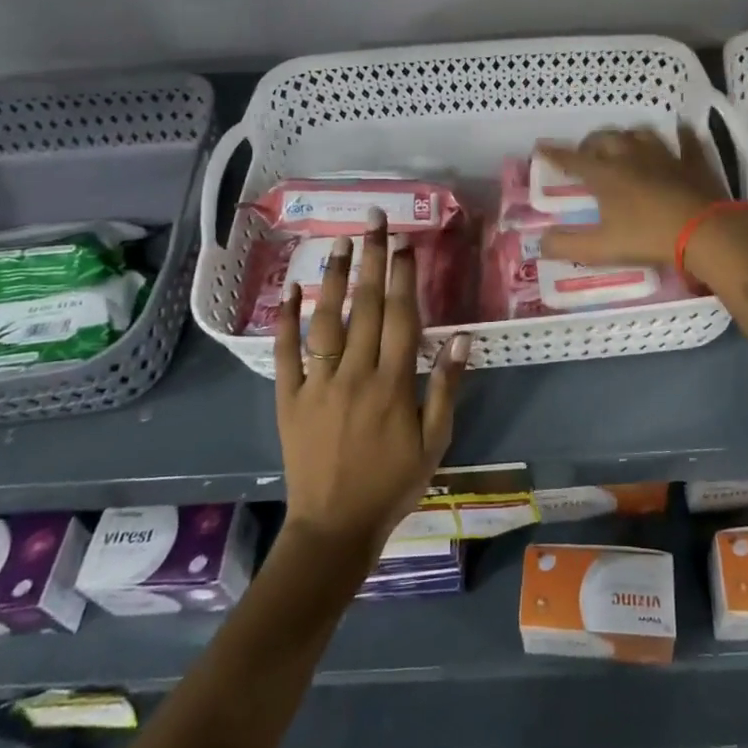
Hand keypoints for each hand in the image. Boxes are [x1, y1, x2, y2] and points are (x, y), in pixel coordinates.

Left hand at [275, 211, 468, 563]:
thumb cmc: (393, 483)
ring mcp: (318, 383)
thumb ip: (446, 386)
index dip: (403, 275)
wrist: (335, 527)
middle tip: (374, 221)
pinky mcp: (289, 397)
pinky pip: (285, 352)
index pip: (399, 316)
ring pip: (326, 320)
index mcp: (393, 383)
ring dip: (333, 278)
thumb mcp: (434, 441)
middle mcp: (355, 373)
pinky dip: (286, 320)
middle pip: (364, 306)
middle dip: (371, 259)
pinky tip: (292, 289)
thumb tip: (462, 337)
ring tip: (339, 241)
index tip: (405, 242)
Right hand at [536, 125, 729, 267]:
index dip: (555, 154)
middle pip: (605, 138)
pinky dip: (679, 135)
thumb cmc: (649, 238)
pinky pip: (685, 140)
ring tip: (623, 145)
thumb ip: (568, 245)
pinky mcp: (693, 162)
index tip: (540, 148)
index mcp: (606, 175)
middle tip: (586, 154)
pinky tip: (679, 134)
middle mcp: (631, 157)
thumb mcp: (602, 248)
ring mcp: (665, 156)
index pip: (573, 160)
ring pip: (640, 134)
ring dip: (627, 136)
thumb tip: (542, 242)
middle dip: (591, 143)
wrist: (705, 232)